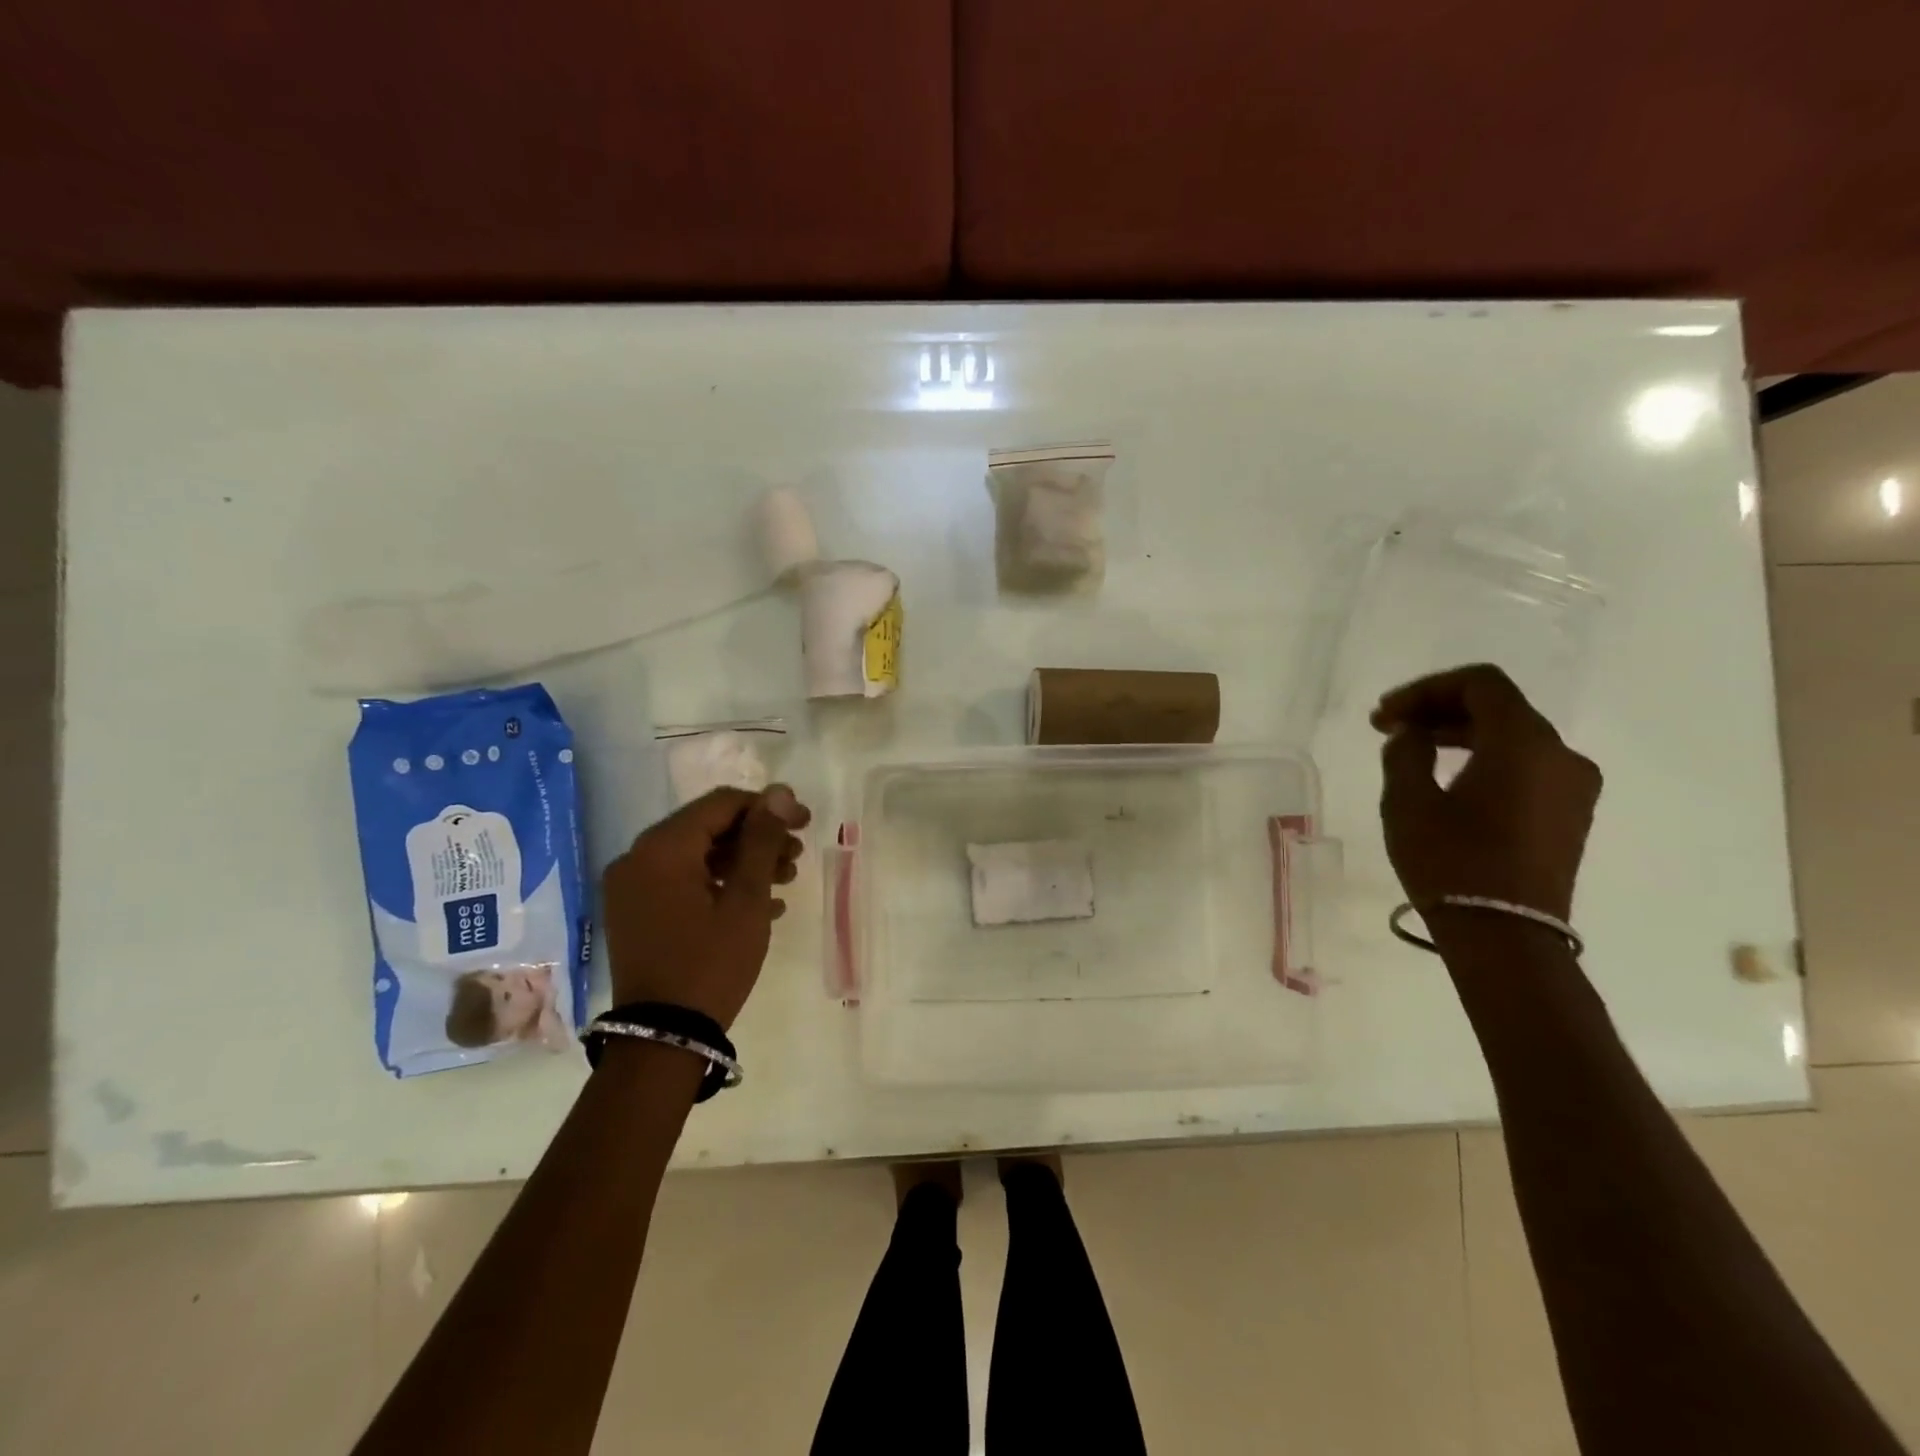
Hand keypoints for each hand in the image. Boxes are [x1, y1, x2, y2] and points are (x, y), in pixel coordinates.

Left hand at [600, 784, 810, 1028]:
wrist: (662, 1040)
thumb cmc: (711, 964)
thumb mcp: (746, 900)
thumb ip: (762, 840)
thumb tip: (779, 792)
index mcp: (661, 848)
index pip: (721, 804)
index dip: (768, 807)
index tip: (805, 822)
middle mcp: (638, 858)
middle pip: (709, 828)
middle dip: (757, 838)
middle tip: (797, 857)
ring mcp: (632, 888)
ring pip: (698, 855)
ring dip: (743, 862)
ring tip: (786, 881)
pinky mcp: (636, 913)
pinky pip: (683, 882)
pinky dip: (720, 885)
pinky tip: (762, 904)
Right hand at [1373, 664, 1600, 920]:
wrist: (1506, 937)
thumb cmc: (1451, 862)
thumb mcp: (1408, 801)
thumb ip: (1407, 752)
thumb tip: (1413, 733)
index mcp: (1523, 742)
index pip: (1480, 684)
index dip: (1426, 689)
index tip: (1386, 715)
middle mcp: (1560, 754)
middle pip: (1499, 707)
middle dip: (1440, 710)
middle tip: (1390, 729)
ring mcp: (1573, 787)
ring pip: (1514, 737)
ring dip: (1461, 734)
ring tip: (1414, 753)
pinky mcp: (1570, 815)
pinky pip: (1527, 766)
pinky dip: (1486, 759)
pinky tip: (1449, 780)